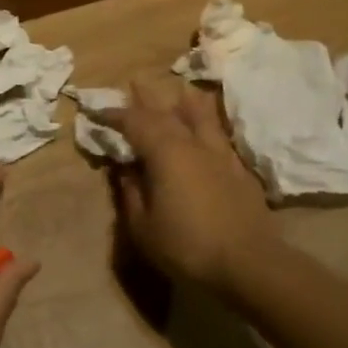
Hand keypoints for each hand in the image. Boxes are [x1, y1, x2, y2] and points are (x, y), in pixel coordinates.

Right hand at [105, 77, 274, 291]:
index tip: (98, 112)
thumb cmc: (187, 246)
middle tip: (135, 82)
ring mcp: (221, 155)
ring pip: (201, 118)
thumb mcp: (143, 226)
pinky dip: (208, 126)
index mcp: (165, 153)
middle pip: (167, 112)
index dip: (115, 115)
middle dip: (148, 98)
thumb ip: (131, 193)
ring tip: (180, 92)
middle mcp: (193, 144)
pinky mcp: (240, 171)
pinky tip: (209, 131)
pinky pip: (220, 136)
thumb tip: (124, 170)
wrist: (249, 264)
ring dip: (185, 103)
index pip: (135, 123)